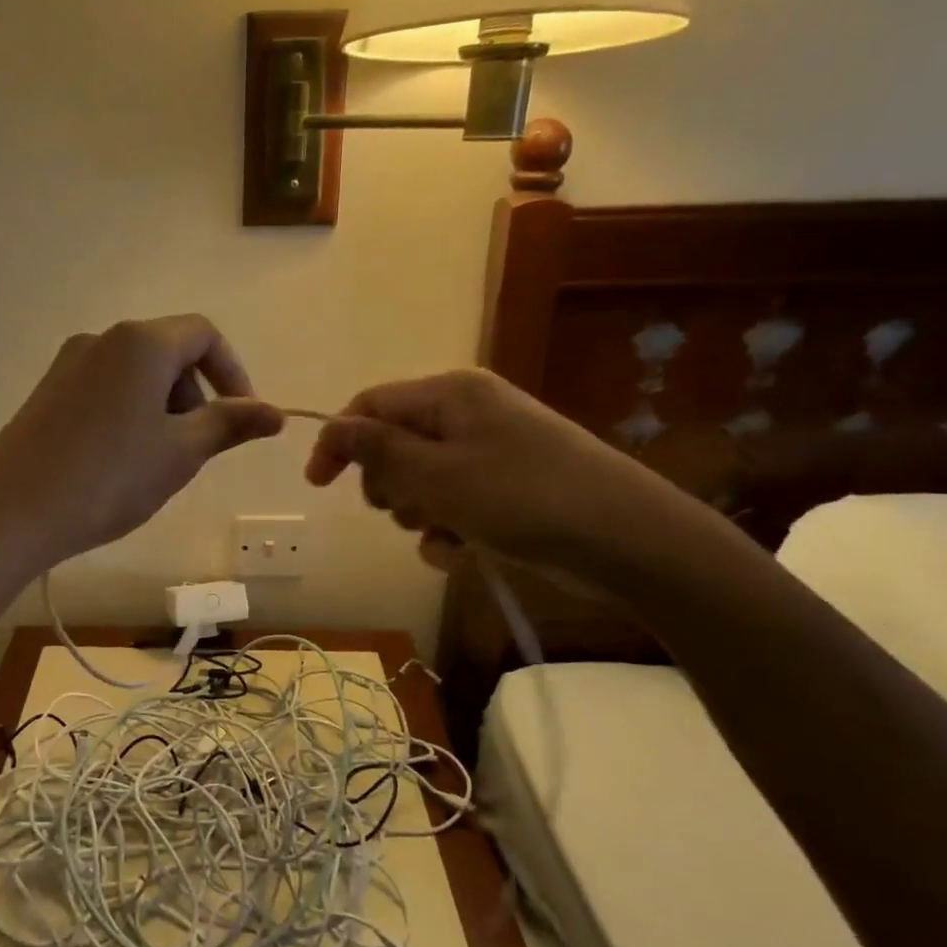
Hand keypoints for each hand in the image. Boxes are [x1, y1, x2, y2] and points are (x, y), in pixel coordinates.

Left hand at [0, 315, 283, 573]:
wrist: (11, 512)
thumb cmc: (109, 478)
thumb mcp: (180, 453)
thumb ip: (230, 424)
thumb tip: (275, 413)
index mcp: (141, 342)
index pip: (203, 334)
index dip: (233, 372)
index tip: (241, 418)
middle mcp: (102, 339)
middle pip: (168, 352)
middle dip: (194, 395)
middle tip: (193, 450)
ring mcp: (68, 364)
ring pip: (136, 374)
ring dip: (162, 409)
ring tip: (155, 464)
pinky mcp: (47, 391)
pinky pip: (105, 389)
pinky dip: (129, 414)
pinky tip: (117, 463)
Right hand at [304, 369, 690, 577]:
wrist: (628, 540)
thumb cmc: (523, 498)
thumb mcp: (438, 475)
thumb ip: (377, 450)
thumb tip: (332, 428)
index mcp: (450, 394)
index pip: (370, 404)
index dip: (339, 441)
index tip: (318, 485)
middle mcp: (469, 413)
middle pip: (395, 443)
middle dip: (388, 483)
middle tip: (403, 510)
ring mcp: (491, 450)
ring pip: (422, 479)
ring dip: (419, 512)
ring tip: (444, 534)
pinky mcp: (509, 487)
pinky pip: (455, 503)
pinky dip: (449, 529)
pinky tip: (462, 553)